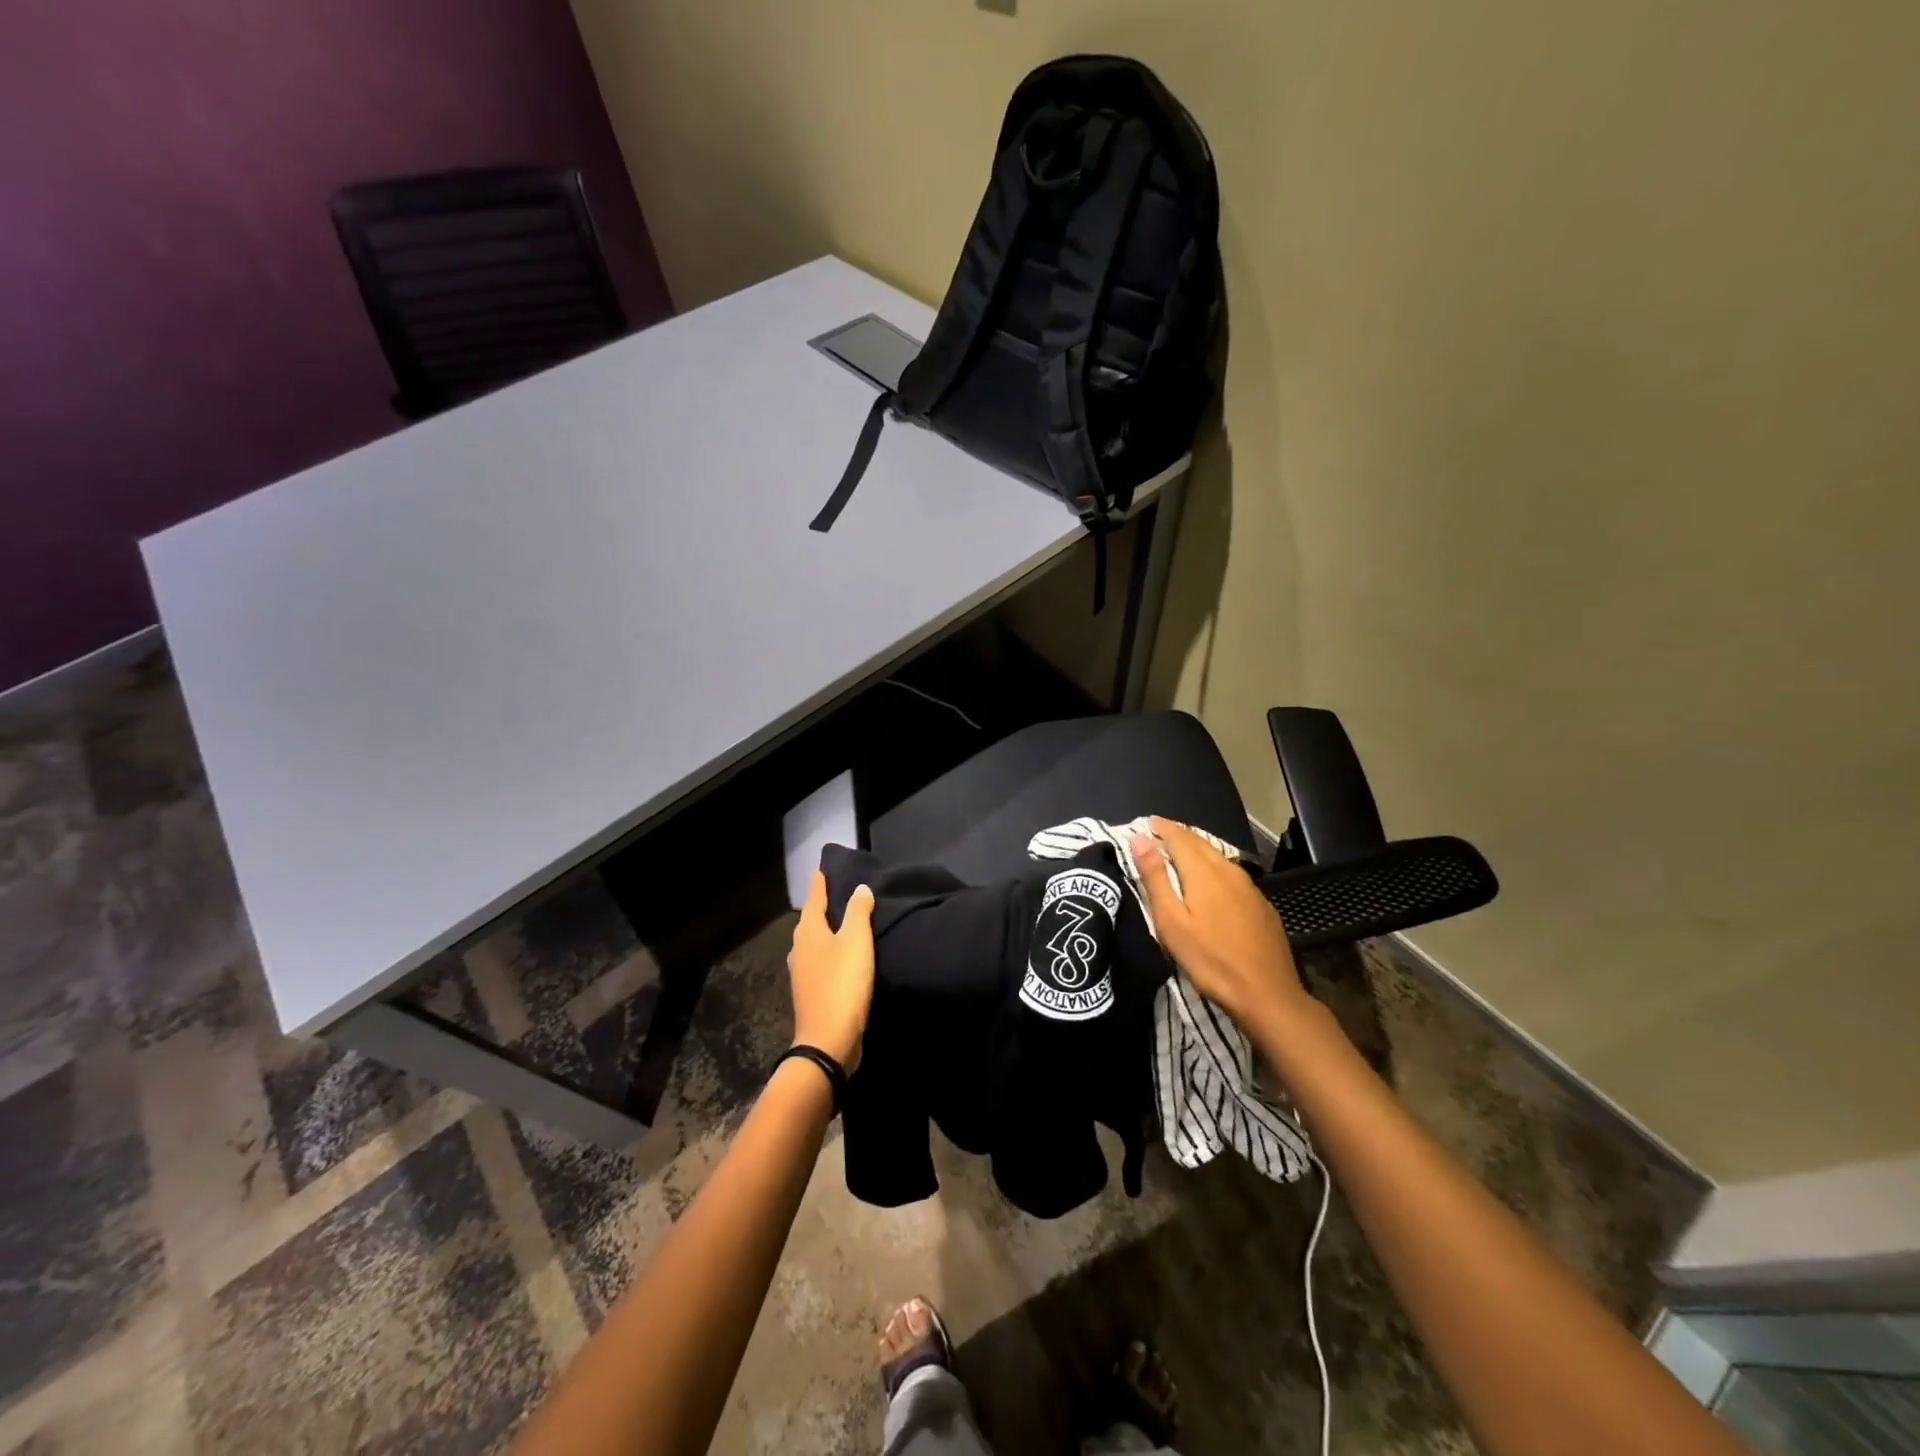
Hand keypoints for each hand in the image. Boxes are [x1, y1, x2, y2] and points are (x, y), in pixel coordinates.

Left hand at [786, 871, 875, 1071]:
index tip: (822, 868)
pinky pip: (819, 961)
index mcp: (809, 931)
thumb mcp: (856, 942)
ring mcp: (802, 972)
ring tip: (842, 922)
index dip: (820, 882)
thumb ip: (858, 912)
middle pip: (811, 919)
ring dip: (826, 930)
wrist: (828, 1041)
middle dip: (822, 905)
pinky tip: (840, 956)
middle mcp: (799, 948)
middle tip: (838, 891)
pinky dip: (829, 952)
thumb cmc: (842, 984)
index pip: (814, 897)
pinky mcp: (810, 992)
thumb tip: (859, 888)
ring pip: (814, 941)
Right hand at [1130, 817, 1311, 1031]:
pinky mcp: (1261, 904)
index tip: (1147, 823)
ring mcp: (1249, 887)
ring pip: (1218, 857)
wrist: (1267, 994)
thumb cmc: (1210, 960)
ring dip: (1197, 849)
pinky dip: (1214, 867)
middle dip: (1179, 835)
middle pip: (1200, 843)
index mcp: (1203, 872)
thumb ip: (1155, 878)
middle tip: (1160, 833)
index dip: (1162, 828)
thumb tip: (1140, 839)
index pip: (1179, 837)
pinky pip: (1232, 874)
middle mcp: (1228, 871)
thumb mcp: (1171, 922)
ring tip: (1180, 853)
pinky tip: (1211, 881)